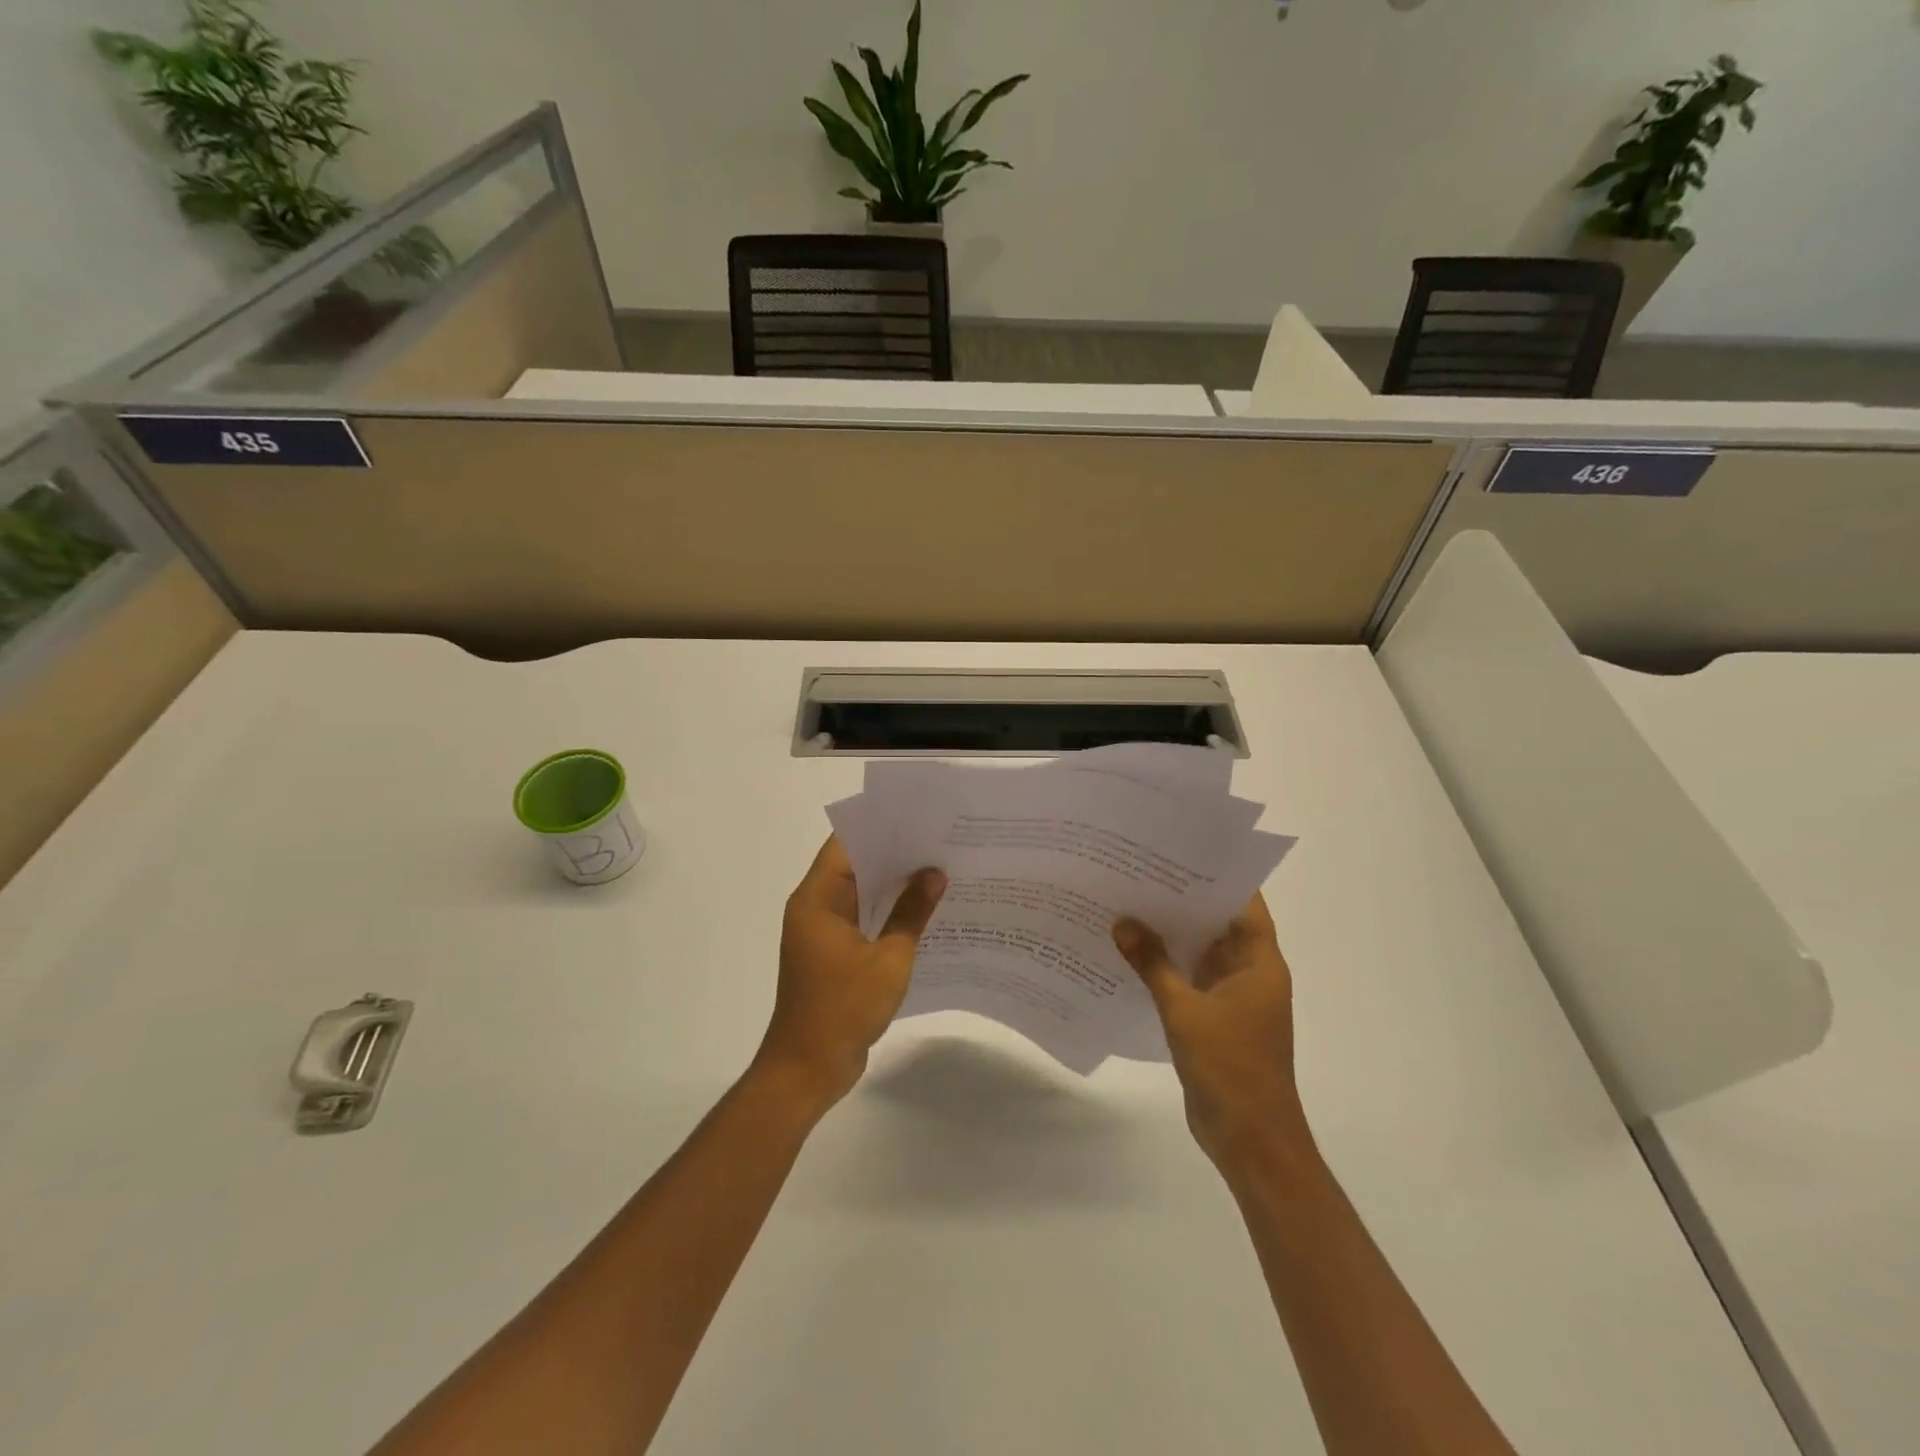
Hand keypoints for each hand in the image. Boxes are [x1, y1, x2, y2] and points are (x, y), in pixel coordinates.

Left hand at [756, 836, 946, 1110]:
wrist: (808, 1069)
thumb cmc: (843, 1008)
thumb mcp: (888, 959)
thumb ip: (912, 912)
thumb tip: (935, 873)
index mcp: (817, 899)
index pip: (846, 844)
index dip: (880, 827)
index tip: (918, 819)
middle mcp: (815, 908)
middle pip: (854, 866)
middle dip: (894, 854)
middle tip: (940, 841)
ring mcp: (822, 932)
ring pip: (860, 893)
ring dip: (893, 885)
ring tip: (939, 869)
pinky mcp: (832, 953)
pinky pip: (862, 919)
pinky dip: (887, 912)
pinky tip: (924, 910)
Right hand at [1113, 895, 1312, 1171]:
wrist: (1250, 1140)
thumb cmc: (1229, 1067)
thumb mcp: (1184, 1010)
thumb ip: (1153, 964)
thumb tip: (1122, 922)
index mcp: (1259, 963)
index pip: (1244, 903)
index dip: (1216, 876)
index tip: (1178, 853)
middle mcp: (1250, 973)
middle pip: (1219, 924)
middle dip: (1183, 901)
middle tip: (1140, 872)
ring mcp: (1233, 997)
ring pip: (1202, 952)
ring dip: (1172, 935)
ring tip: (1129, 904)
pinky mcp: (1216, 1019)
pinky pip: (1191, 979)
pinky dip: (1167, 966)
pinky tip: (1132, 953)